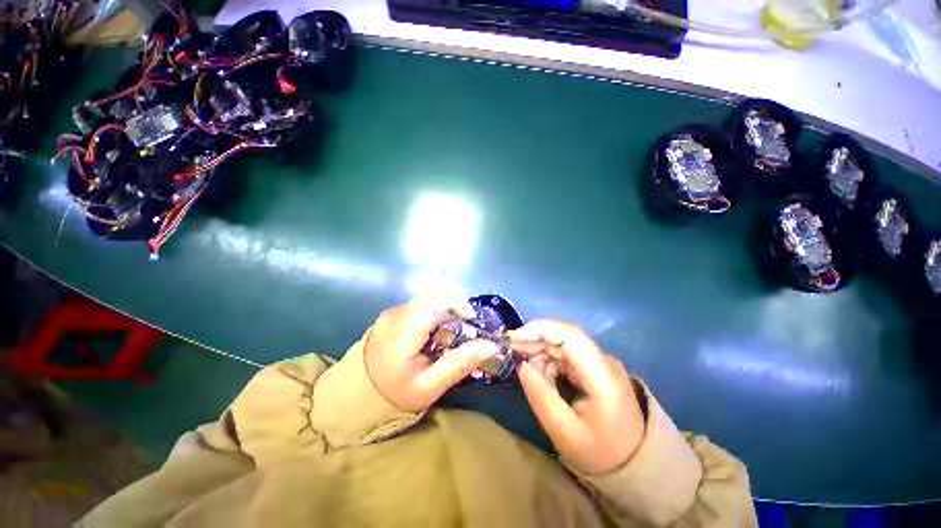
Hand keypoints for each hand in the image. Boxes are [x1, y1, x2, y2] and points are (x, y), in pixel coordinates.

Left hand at [364, 291, 498, 411]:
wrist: (359, 392)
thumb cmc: (396, 393)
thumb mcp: (430, 387)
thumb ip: (460, 364)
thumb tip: (490, 346)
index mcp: (401, 333)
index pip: (432, 303)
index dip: (457, 303)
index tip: (472, 318)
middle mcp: (395, 315)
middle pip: (432, 294)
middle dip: (456, 302)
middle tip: (468, 321)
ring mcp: (392, 311)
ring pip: (427, 296)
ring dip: (447, 304)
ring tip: (456, 324)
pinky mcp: (393, 312)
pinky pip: (421, 302)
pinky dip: (437, 308)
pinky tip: (440, 326)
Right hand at [512, 320, 645, 475]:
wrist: (633, 462)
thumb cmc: (600, 452)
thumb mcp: (564, 432)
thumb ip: (541, 396)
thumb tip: (521, 365)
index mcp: (602, 375)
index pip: (570, 335)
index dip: (539, 330)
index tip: (513, 338)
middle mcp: (603, 360)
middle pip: (563, 335)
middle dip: (534, 340)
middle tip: (512, 353)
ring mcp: (599, 361)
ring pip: (561, 343)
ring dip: (540, 352)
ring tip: (529, 374)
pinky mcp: (593, 366)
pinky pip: (565, 354)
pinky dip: (548, 360)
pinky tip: (542, 377)